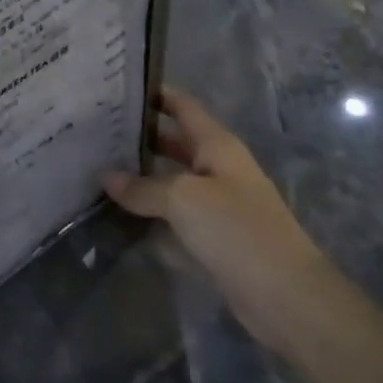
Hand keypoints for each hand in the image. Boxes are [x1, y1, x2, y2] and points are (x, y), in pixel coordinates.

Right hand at [104, 86, 332, 351]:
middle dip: (139, 134)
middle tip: (95, 128)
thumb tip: (107, 178)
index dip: (154, 93)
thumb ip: (143, 187)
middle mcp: (217, 168)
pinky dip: (149, 209)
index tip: (117, 85)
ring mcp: (216, 203)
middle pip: (173, 141)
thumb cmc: (238, 231)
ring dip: (140, 174)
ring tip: (97, 164)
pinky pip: (173, 213)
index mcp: (218, 146)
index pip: (183, 106)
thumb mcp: (184, 199)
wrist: (287, 297)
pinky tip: (118, 209)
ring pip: (170, 178)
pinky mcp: (212, 236)